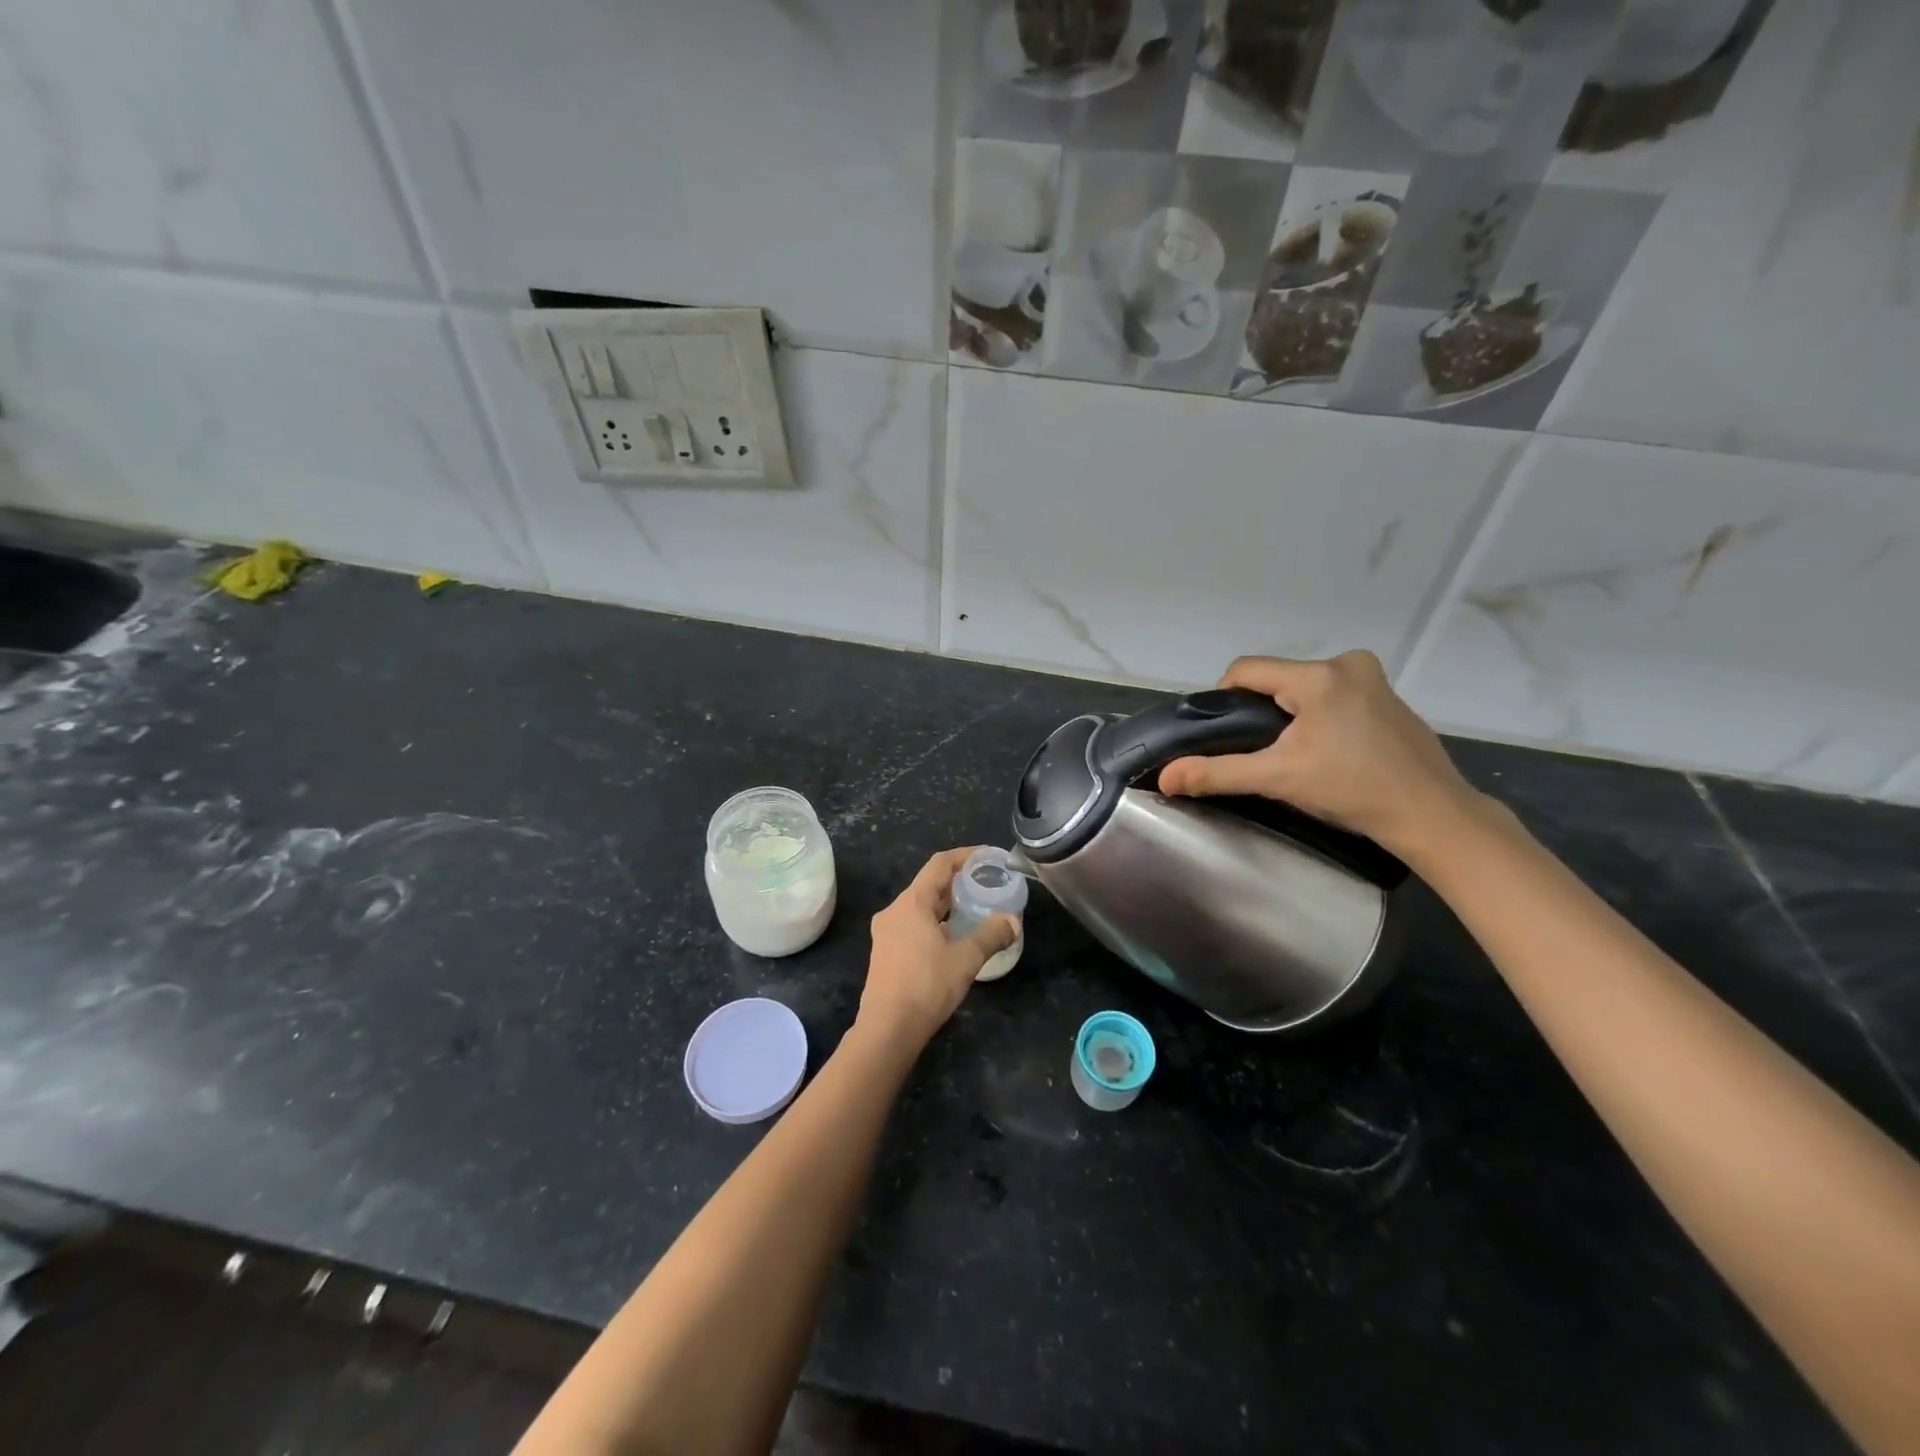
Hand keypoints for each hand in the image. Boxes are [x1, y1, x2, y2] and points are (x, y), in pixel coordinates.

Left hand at [855, 848, 1017, 1053]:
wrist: (887, 1029)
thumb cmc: (926, 986)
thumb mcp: (966, 959)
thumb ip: (991, 935)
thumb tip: (1012, 922)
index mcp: (911, 903)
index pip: (939, 864)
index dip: (965, 856)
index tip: (988, 856)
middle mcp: (894, 911)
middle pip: (929, 885)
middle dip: (958, 882)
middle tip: (986, 884)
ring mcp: (886, 933)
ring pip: (921, 908)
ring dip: (946, 906)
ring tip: (975, 910)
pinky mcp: (885, 953)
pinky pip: (913, 926)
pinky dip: (935, 924)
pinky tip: (954, 939)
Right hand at [1157, 651, 1488, 859]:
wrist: (1432, 815)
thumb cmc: (1352, 790)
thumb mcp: (1278, 779)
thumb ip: (1216, 773)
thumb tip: (1165, 778)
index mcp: (1319, 675)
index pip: (1246, 670)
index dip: (1224, 700)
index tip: (1228, 737)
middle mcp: (1347, 663)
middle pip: (1276, 678)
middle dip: (1261, 712)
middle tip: (1262, 753)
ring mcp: (1373, 678)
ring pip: (1304, 687)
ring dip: (1290, 715)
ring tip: (1295, 755)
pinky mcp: (1389, 697)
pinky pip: (1333, 695)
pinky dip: (1319, 716)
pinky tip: (1330, 752)